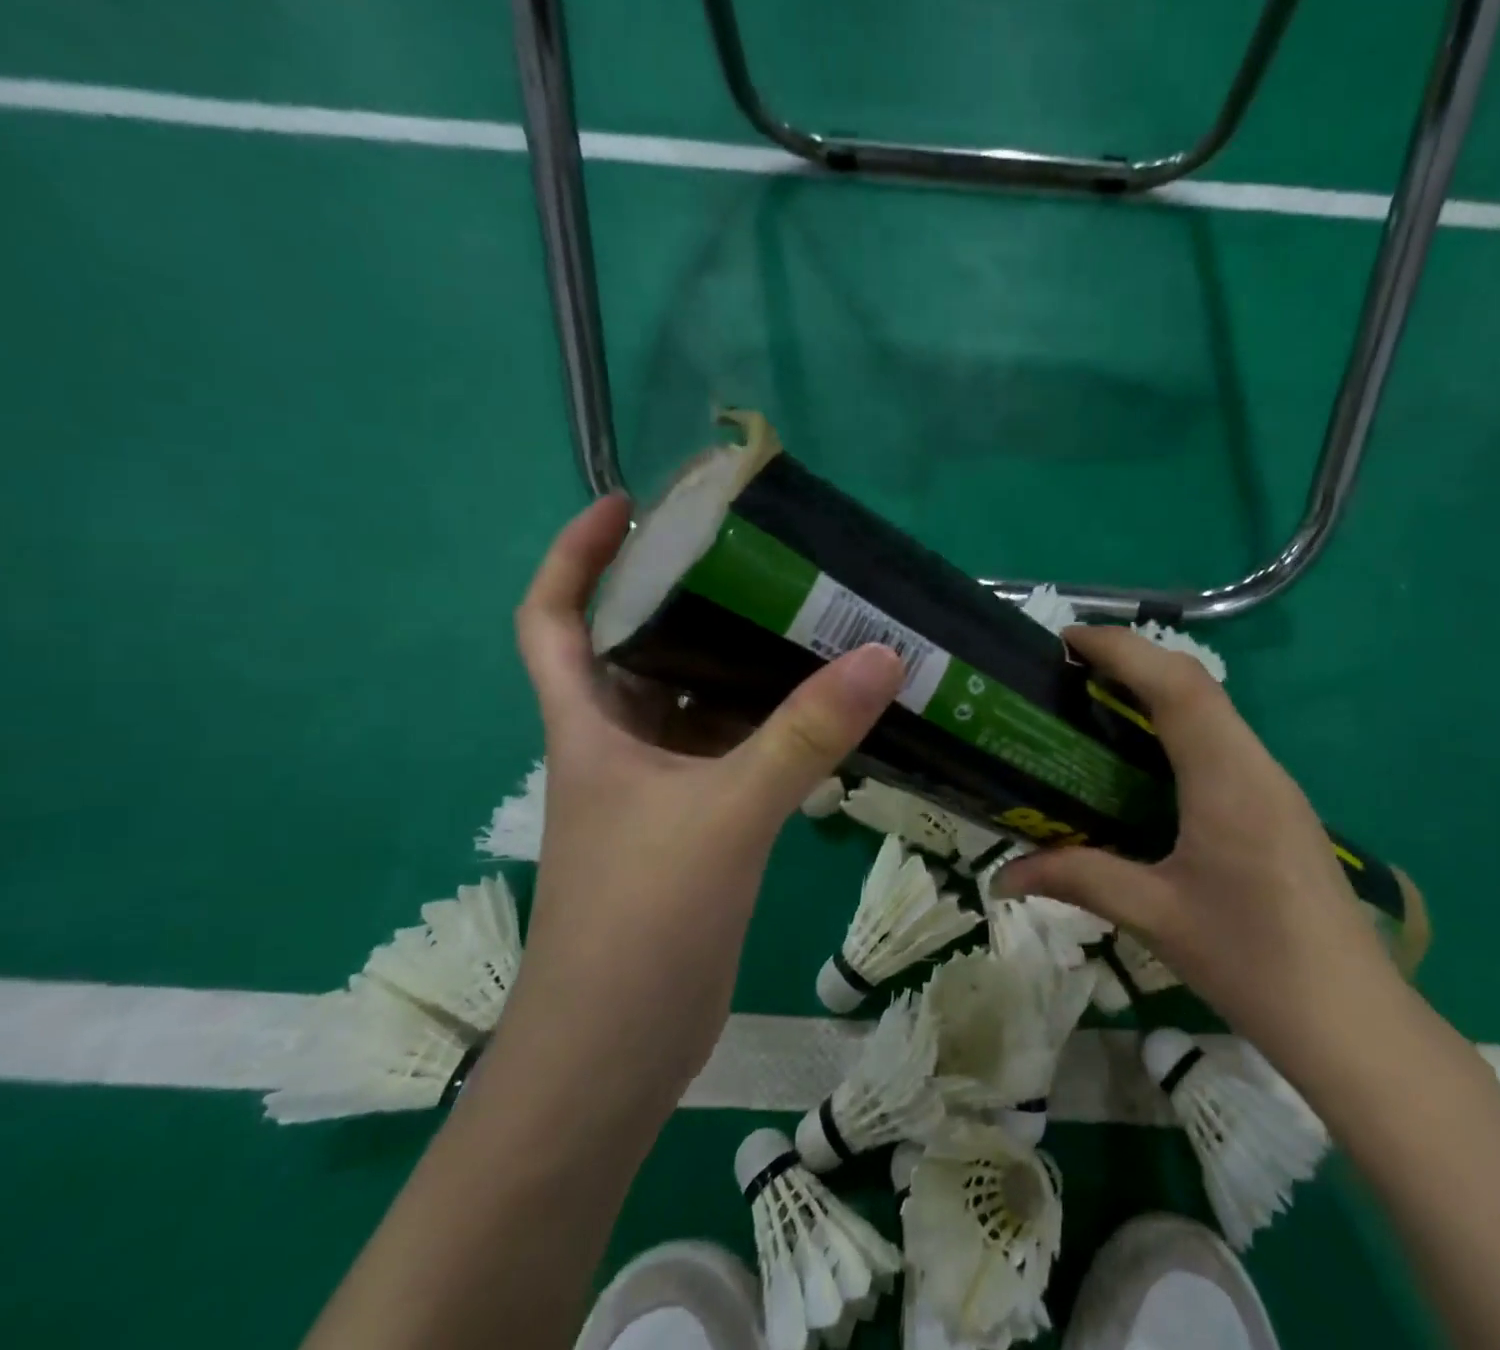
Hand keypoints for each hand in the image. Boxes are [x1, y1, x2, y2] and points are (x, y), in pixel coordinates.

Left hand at [507, 495, 904, 1074]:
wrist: (614, 1058)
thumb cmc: (639, 924)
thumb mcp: (725, 814)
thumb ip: (804, 735)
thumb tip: (882, 655)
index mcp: (590, 724)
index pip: (552, 617)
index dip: (574, 555)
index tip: (627, 505)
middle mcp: (618, 745)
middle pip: (640, 646)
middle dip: (686, 595)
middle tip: (758, 556)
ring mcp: (659, 789)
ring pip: (697, 700)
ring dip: (742, 663)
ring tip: (807, 617)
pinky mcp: (698, 825)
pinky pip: (734, 750)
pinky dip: (771, 725)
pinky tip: (825, 710)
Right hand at [997, 625, 1411, 1085]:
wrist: (1354, 1023)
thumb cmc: (1253, 963)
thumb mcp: (1155, 916)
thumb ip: (1078, 879)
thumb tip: (1003, 876)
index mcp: (1226, 779)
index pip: (1174, 685)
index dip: (1120, 649)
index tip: (1067, 640)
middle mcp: (1255, 765)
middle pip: (1195, 683)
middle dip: (1134, 658)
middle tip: (1072, 668)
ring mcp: (1274, 784)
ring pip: (1213, 708)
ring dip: (1158, 688)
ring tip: (1098, 700)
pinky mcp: (1279, 806)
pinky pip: (1223, 740)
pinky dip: (1178, 723)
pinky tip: (1146, 759)